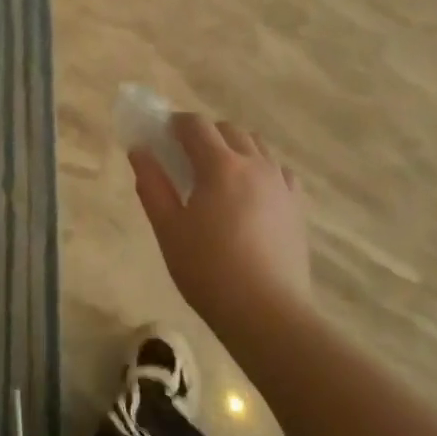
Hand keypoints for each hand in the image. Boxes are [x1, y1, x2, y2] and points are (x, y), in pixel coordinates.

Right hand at [130, 114, 310, 336]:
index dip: (176, 123)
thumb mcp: (168, 229)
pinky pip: (277, 170)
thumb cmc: (208, 270)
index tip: (162, 136)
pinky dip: (260, 168)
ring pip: (256, 146)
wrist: (267, 313)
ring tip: (218, 175)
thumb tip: (139, 150)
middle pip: (228, 129)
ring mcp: (280, 183)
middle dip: (205, 134)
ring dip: (233, 147)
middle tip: (185, 158)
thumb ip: (152, 184)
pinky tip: (250, 193)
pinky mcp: (297, 205)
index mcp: (220, 165)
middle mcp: (254, 164)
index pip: (196, 124)